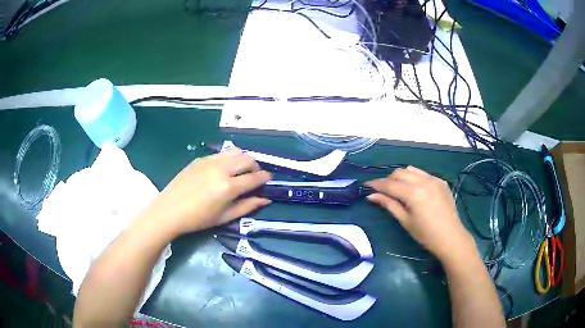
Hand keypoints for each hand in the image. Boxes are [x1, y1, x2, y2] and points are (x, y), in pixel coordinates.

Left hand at [138, 149, 271, 237]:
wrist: (170, 210)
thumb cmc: (198, 219)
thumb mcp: (225, 217)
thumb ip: (247, 206)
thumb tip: (265, 199)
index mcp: (228, 187)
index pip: (254, 177)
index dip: (265, 178)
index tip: (268, 180)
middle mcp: (221, 169)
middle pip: (248, 159)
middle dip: (256, 167)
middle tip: (253, 177)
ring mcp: (210, 161)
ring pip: (235, 151)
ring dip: (243, 159)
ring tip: (239, 171)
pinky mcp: (201, 159)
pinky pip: (221, 154)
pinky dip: (229, 159)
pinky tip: (223, 171)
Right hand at [365, 166, 474, 261]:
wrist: (450, 237)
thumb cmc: (425, 234)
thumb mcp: (405, 221)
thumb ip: (389, 204)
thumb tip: (371, 196)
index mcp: (413, 193)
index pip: (389, 184)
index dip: (376, 184)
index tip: (365, 185)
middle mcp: (423, 181)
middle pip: (399, 172)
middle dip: (388, 180)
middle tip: (382, 191)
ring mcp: (434, 179)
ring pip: (411, 169)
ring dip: (401, 176)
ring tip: (398, 188)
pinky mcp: (441, 181)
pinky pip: (423, 173)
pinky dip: (414, 178)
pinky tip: (415, 189)